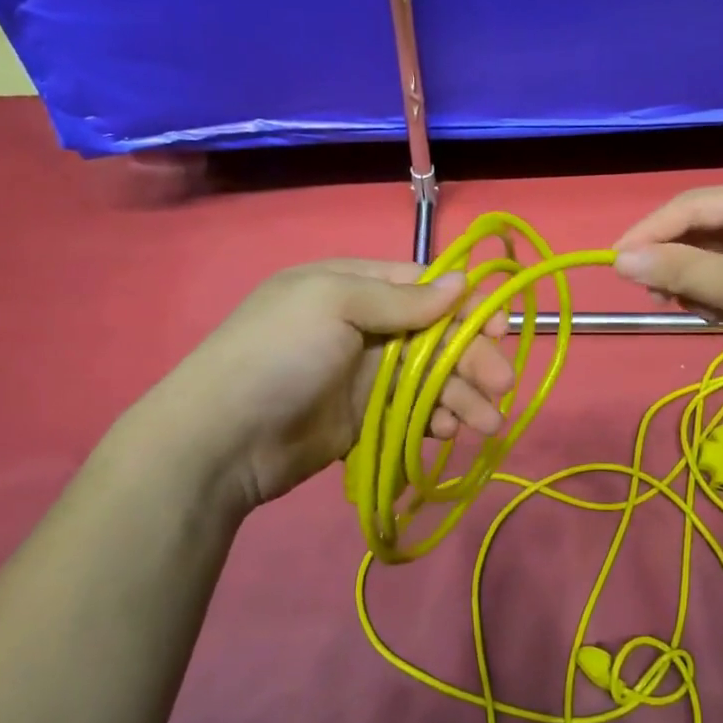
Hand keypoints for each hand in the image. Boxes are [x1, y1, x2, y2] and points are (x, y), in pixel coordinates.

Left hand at [121, 260, 513, 514]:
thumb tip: (462, 281)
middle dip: (471, 356)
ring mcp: (363, 374)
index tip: (499, 327)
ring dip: (462, 394)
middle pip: (434, 334)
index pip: (421, 286)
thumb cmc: (278, 354)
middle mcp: (361, 325)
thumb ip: (401, 299)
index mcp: (350, 285)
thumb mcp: (333, 304)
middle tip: (501, 384)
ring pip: (429, 376)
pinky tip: (448, 431)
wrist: (220, 441)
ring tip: (487, 422)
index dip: (464, 305)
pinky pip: (412, 411)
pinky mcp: (363, 418)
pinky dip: (435, 419)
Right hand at [612, 183, 722, 403]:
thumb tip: (619, 260)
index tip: (615, 260)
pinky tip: (713, 315)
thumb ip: (678, 269)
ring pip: (716, 255)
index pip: (694, 204)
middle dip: (673, 258)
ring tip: (687, 306)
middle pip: (704, 227)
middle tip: (650, 290)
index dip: (651, 230)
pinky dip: (715, 293)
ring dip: (693, 279)